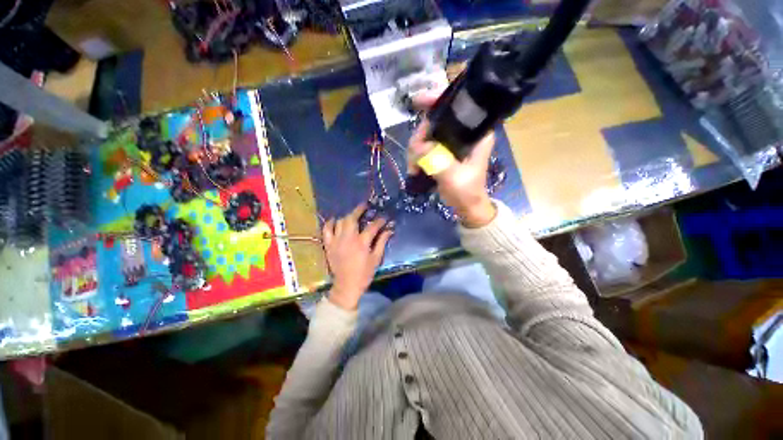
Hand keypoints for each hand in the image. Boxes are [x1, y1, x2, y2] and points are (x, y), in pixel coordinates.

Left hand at [322, 204, 392, 310]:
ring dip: (347, 216)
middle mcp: (348, 238)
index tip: (384, 218)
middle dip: (359, 210)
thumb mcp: (376, 259)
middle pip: (352, 218)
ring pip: (340, 222)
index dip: (379, 220)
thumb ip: (382, 242)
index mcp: (362, 243)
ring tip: (352, 215)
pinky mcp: (329, 245)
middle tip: (364, 206)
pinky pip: (326, 230)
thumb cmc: (364, 273)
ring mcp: (336, 241)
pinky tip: (334, 220)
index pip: (372, 226)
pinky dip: (330, 223)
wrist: (346, 286)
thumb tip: (389, 230)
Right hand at [408, 90, 496, 227]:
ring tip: (413, 168)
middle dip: (420, 136)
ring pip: (427, 134)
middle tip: (413, 155)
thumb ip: (438, 161)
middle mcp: (464, 133)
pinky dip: (416, 155)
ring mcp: (452, 143)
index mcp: (476, 133)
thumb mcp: (454, 178)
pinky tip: (413, 168)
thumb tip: (418, 147)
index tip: (418, 102)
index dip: (438, 99)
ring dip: (415, 149)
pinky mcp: (443, 152)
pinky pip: (425, 146)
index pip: (458, 106)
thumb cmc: (466, 192)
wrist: (466, 207)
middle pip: (435, 120)